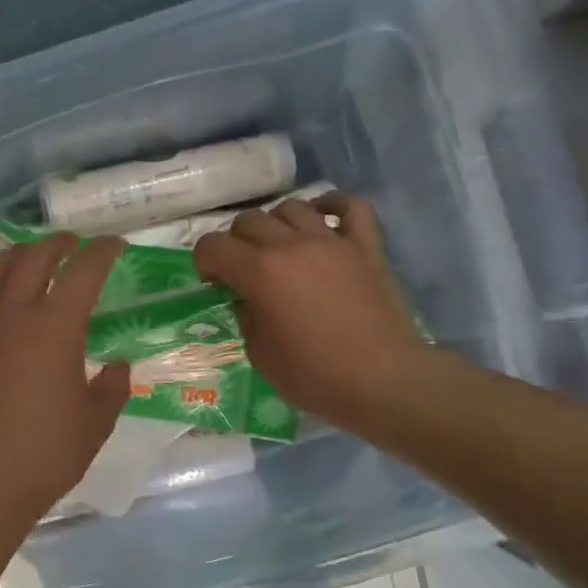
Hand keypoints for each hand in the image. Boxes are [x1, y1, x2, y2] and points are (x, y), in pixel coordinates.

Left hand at [0, 234, 131, 531]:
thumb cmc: (42, 456)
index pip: (83, 272)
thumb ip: (113, 387)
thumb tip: (117, 365)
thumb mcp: (95, 424)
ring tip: (30, 256)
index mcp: (54, 328)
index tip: (115, 246)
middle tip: (74, 245)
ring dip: (16, 254)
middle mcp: (12, 315)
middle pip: (33, 258)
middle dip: (58, 244)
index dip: (102, 252)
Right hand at [193, 193, 420, 431]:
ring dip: (277, 224)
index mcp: (260, 272)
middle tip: (244, 270)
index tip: (214, 283)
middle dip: (236, 242)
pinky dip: (333, 206)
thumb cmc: (315, 376)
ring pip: (293, 207)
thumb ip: (247, 318)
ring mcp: (332, 242)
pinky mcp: (366, 247)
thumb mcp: (261, 355)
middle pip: (249, 221)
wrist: (383, 381)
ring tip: (281, 248)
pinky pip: (351, 207)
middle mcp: (292, 246)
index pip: (213, 246)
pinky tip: (324, 218)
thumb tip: (248, 300)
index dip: (204, 261)